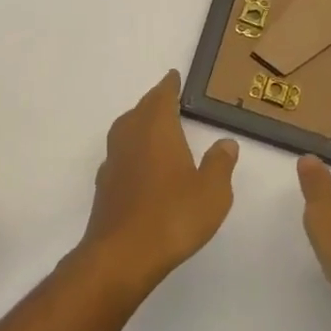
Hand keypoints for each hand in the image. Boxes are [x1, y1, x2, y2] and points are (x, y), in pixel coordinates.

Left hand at [78, 71, 238, 295]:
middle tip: (169, 99)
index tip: (174, 76)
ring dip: (140, 124)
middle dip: (155, 102)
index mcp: (157, 127)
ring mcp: (114, 159)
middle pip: (141, 109)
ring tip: (156, 129)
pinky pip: (120, 154)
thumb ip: (220, 164)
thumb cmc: (173, 215)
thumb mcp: (212, 192)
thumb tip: (226, 142)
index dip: (170, 85)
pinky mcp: (104, 184)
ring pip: (126, 129)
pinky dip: (132, 150)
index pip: (162, 96)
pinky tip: (141, 165)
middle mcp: (131, 135)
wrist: (122, 254)